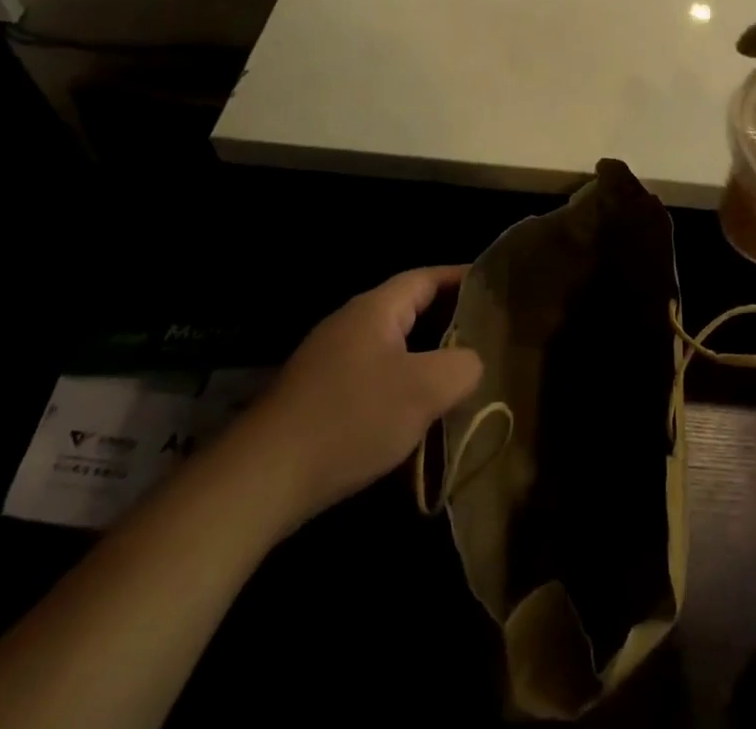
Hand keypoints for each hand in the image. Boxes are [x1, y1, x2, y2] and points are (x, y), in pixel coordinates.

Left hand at [213, 267, 480, 534]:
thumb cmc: (351, 418)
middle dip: (448, 321)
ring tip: (459, 376)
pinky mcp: (317, 398)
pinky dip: (400, 386)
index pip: (427, 278)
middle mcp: (350, 324)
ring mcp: (330, 361)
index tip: (494, 287)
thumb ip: (461, 366)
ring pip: (391, 348)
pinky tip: (414, 417)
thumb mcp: (423, 390)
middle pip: (409, 310)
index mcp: (375, 309)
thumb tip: (471, 362)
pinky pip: (372, 378)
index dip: (462, 278)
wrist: (261, 479)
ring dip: (425, 358)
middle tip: (486, 334)